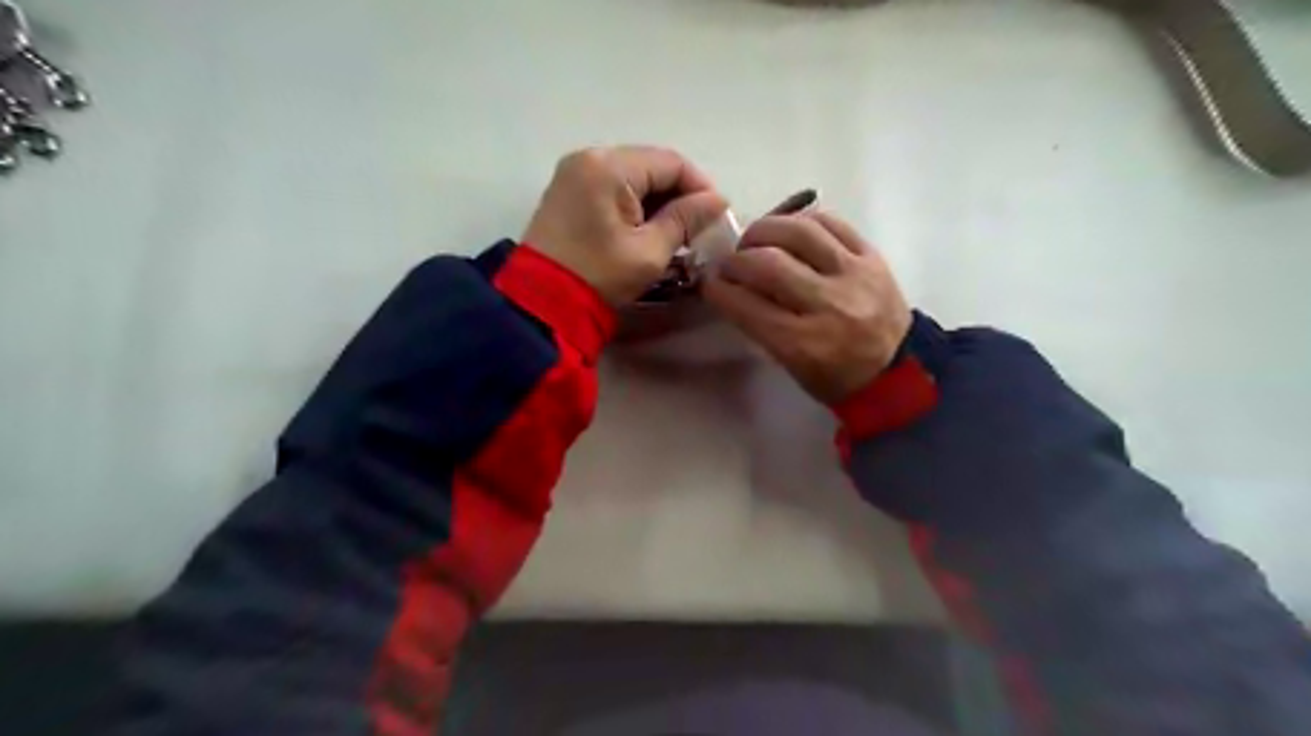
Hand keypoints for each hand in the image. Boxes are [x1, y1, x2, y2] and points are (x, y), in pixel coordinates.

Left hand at [525, 143, 725, 303]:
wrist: (541, 303)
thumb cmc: (599, 276)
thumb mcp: (649, 251)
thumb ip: (686, 219)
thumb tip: (717, 200)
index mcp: (608, 166)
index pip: (670, 162)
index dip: (700, 186)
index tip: (717, 216)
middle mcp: (589, 157)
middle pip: (650, 166)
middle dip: (678, 195)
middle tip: (697, 228)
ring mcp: (574, 173)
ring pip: (632, 177)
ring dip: (657, 201)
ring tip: (675, 233)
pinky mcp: (567, 192)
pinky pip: (612, 188)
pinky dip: (634, 205)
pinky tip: (646, 230)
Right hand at [706, 211, 913, 405]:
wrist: (897, 371)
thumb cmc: (834, 377)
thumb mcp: (790, 365)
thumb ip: (760, 325)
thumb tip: (732, 285)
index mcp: (804, 344)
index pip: (747, 306)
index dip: (718, 289)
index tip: (709, 282)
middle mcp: (829, 305)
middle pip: (768, 264)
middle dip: (736, 259)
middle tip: (729, 263)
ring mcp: (854, 275)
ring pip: (799, 232)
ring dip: (765, 230)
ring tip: (755, 239)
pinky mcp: (872, 257)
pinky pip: (832, 222)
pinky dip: (802, 220)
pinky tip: (788, 230)